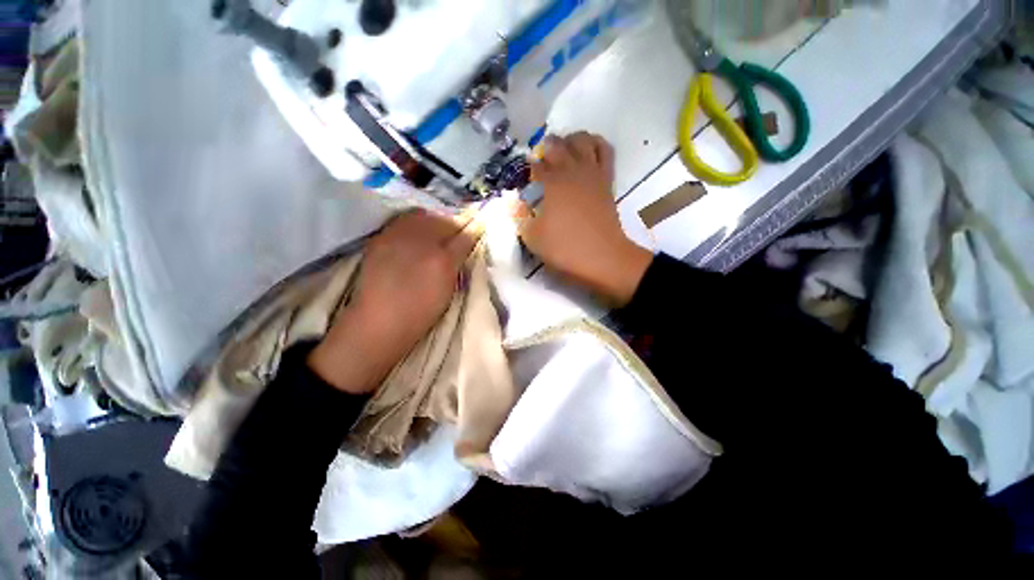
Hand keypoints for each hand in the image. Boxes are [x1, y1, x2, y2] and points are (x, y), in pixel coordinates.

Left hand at [308, 210, 479, 393]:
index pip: (463, 236)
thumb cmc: (421, 312)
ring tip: (435, 232)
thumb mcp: (448, 289)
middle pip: (442, 220)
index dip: (472, 231)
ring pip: (421, 216)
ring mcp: (397, 239)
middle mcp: (421, 243)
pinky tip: (414, 236)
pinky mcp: (380, 240)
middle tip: (455, 232)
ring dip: (433, 221)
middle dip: (452, 224)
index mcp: (442, 261)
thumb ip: (458, 263)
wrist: (380, 322)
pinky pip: (402, 222)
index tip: (477, 228)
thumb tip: (466, 243)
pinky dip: (413, 224)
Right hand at [517, 132, 652, 304]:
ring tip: (563, 152)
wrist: (603, 258)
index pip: (537, 165)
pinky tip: (587, 152)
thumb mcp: (532, 238)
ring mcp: (592, 173)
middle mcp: (572, 170)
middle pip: (557, 144)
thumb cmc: (565, 248)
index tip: (526, 177)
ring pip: (583, 139)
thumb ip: (521, 218)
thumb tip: (517, 204)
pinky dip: (595, 144)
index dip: (529, 168)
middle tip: (541, 162)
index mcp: (552, 183)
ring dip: (570, 141)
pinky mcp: (607, 180)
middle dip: (545, 149)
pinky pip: (604, 151)